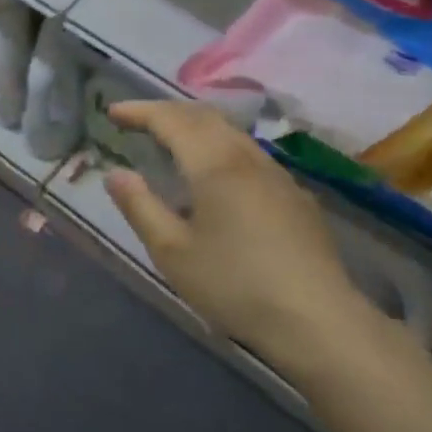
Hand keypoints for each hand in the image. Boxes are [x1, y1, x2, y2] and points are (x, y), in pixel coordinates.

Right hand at [103, 101, 386, 380]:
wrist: (318, 320)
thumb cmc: (235, 285)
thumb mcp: (172, 252)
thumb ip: (139, 207)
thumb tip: (115, 174)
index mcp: (213, 163)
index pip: (170, 119)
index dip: (139, 111)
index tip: (113, 112)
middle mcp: (246, 156)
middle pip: (204, 115)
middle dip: (167, 111)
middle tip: (139, 120)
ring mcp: (276, 174)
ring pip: (231, 131)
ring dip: (196, 125)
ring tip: (173, 139)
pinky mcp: (295, 196)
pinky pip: (249, 153)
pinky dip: (220, 145)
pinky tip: (218, 174)